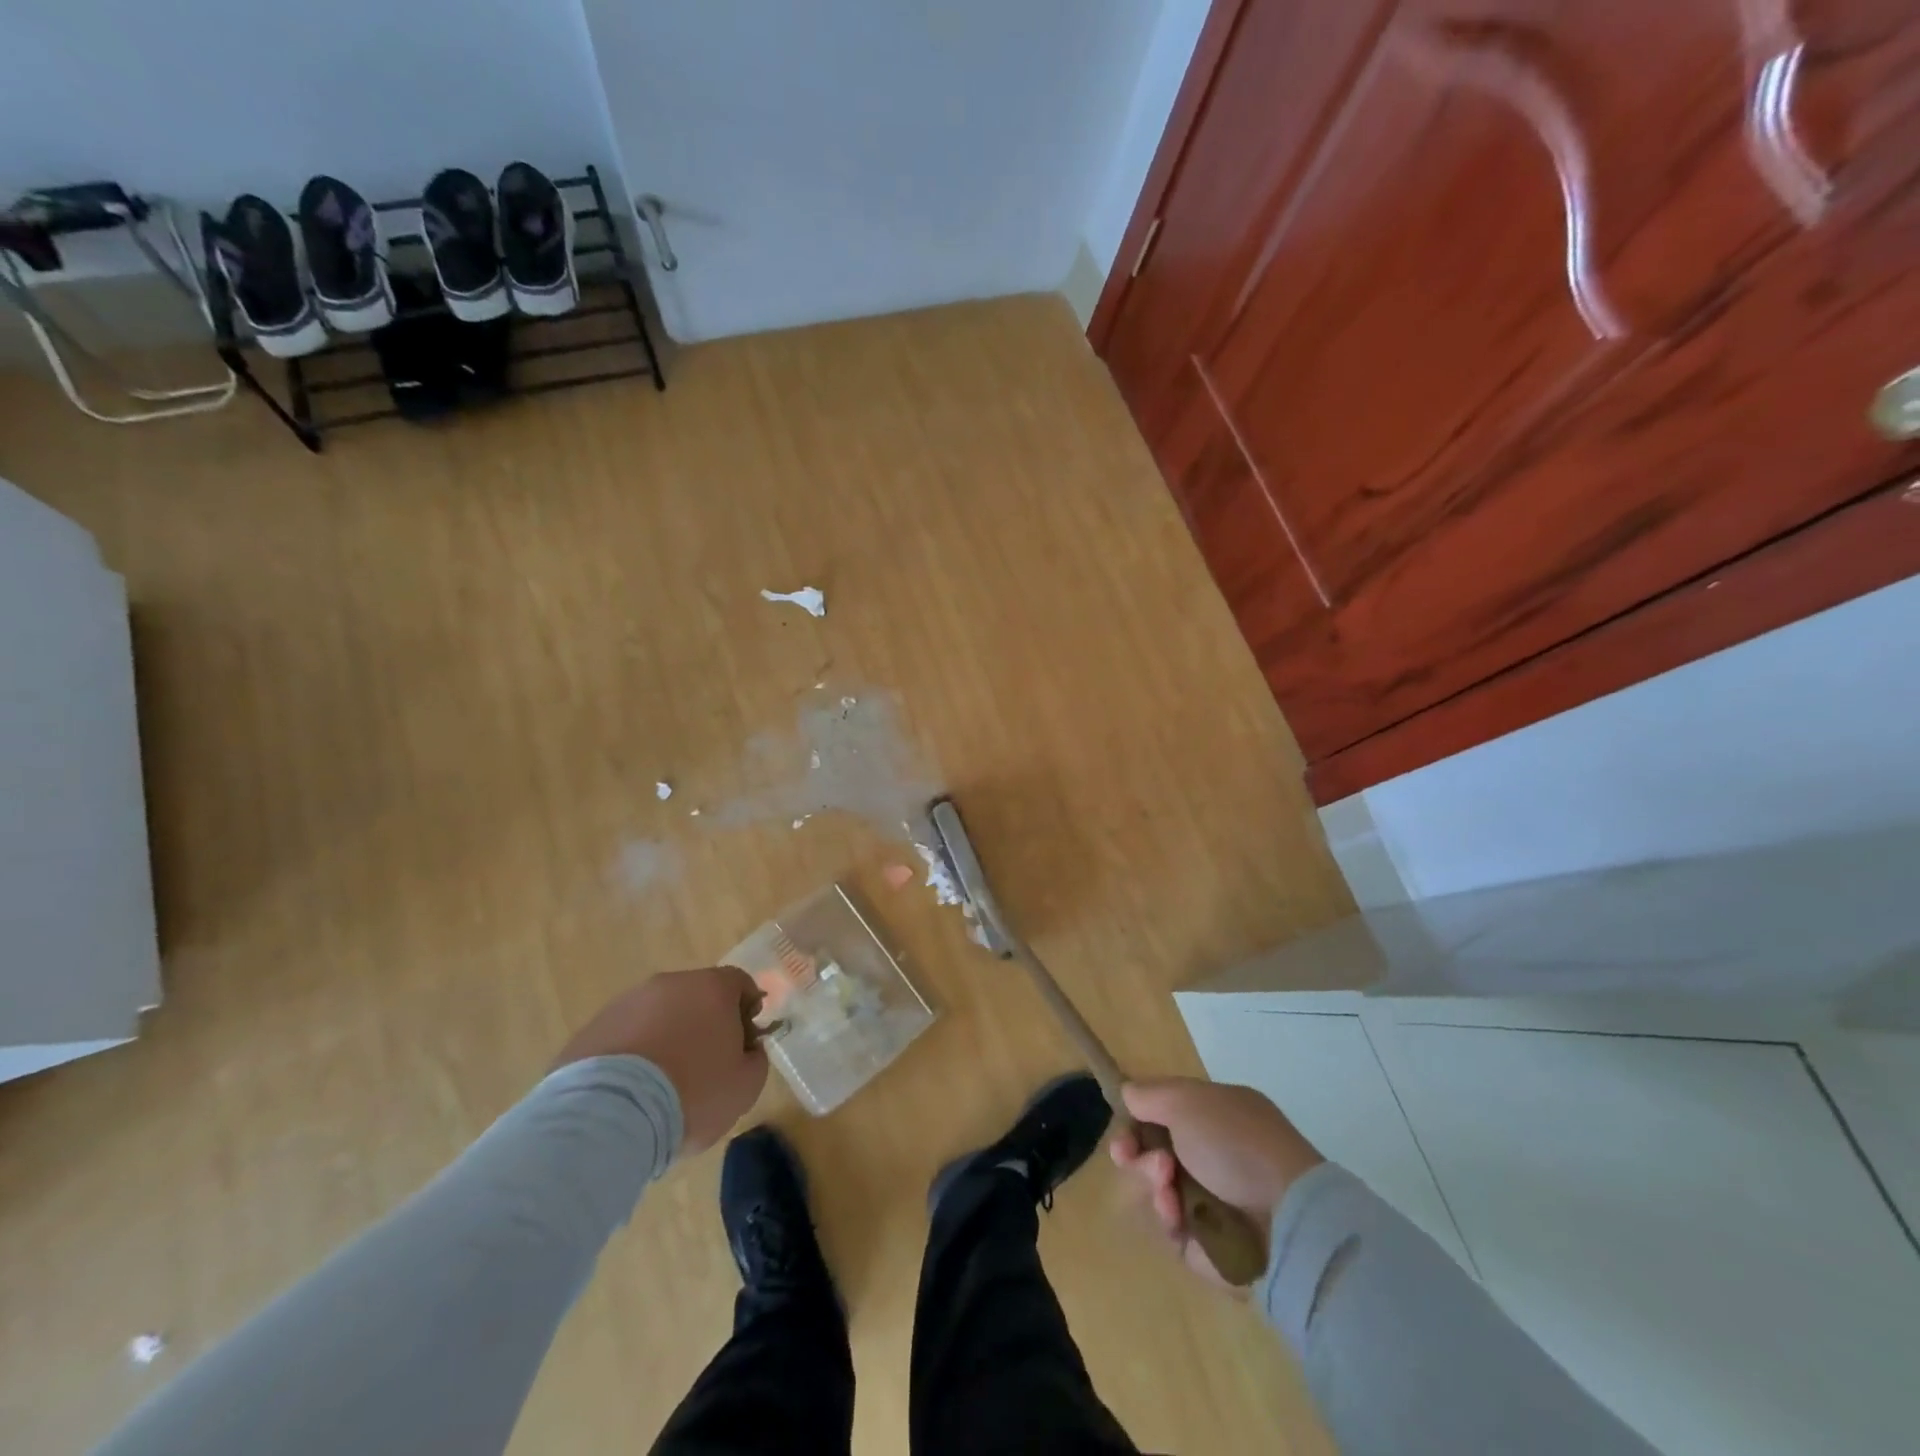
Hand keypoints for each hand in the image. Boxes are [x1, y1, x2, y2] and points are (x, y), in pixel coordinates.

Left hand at [553, 967, 768, 1153]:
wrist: (610, 1116)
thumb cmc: (693, 1094)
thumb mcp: (745, 1086)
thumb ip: (755, 1059)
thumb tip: (747, 1050)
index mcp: (712, 988)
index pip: (740, 984)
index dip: (746, 1012)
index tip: (743, 1045)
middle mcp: (670, 984)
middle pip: (696, 996)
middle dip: (703, 1024)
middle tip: (704, 1067)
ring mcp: (626, 1003)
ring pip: (657, 1015)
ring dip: (665, 1038)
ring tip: (661, 1085)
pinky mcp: (592, 1029)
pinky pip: (624, 1037)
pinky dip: (632, 1056)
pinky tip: (630, 1093)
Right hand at [1110, 1077, 1323, 1285]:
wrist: (1287, 1217)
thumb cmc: (1236, 1144)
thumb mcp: (1188, 1100)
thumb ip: (1151, 1094)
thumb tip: (1129, 1093)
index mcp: (1215, 1117)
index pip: (1163, 1116)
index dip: (1137, 1121)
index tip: (1124, 1128)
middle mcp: (1212, 1156)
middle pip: (1154, 1153)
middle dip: (1140, 1154)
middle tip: (1145, 1159)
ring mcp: (1212, 1202)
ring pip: (1158, 1190)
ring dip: (1153, 1183)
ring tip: (1166, 1185)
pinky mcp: (1209, 1244)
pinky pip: (1171, 1227)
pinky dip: (1167, 1216)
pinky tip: (1174, 1211)